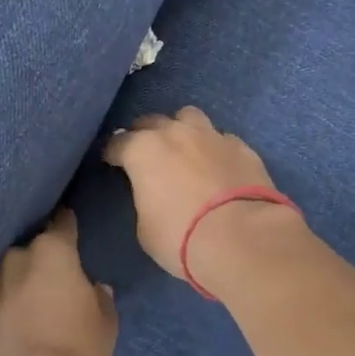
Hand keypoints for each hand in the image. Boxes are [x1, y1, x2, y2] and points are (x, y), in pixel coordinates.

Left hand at [0, 209, 116, 355]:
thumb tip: (94, 288)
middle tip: (56, 274)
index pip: (62, 222)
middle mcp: (17, 258)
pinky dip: (7, 306)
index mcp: (53, 251)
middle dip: (43, 257)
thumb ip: (100, 298)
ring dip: (22, 282)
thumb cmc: (76, 351)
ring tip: (34, 300)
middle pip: (33, 248)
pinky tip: (17, 321)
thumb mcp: (105, 324)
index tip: (71, 222)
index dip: (68, 222)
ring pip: (11, 273)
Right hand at [102, 107, 295, 282]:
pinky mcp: (242, 146)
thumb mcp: (146, 228)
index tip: (111, 162)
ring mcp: (212, 135)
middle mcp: (176, 133)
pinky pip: (220, 138)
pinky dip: (214, 148)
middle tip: (147, 156)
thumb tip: (154, 194)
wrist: (243, 238)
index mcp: (143, 150)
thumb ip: (145, 200)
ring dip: (181, 129)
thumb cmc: (182, 237)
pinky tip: (218, 166)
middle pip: (152, 122)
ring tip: (184, 149)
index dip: (112, 154)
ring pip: (189, 117)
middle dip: (145, 135)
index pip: (117, 144)